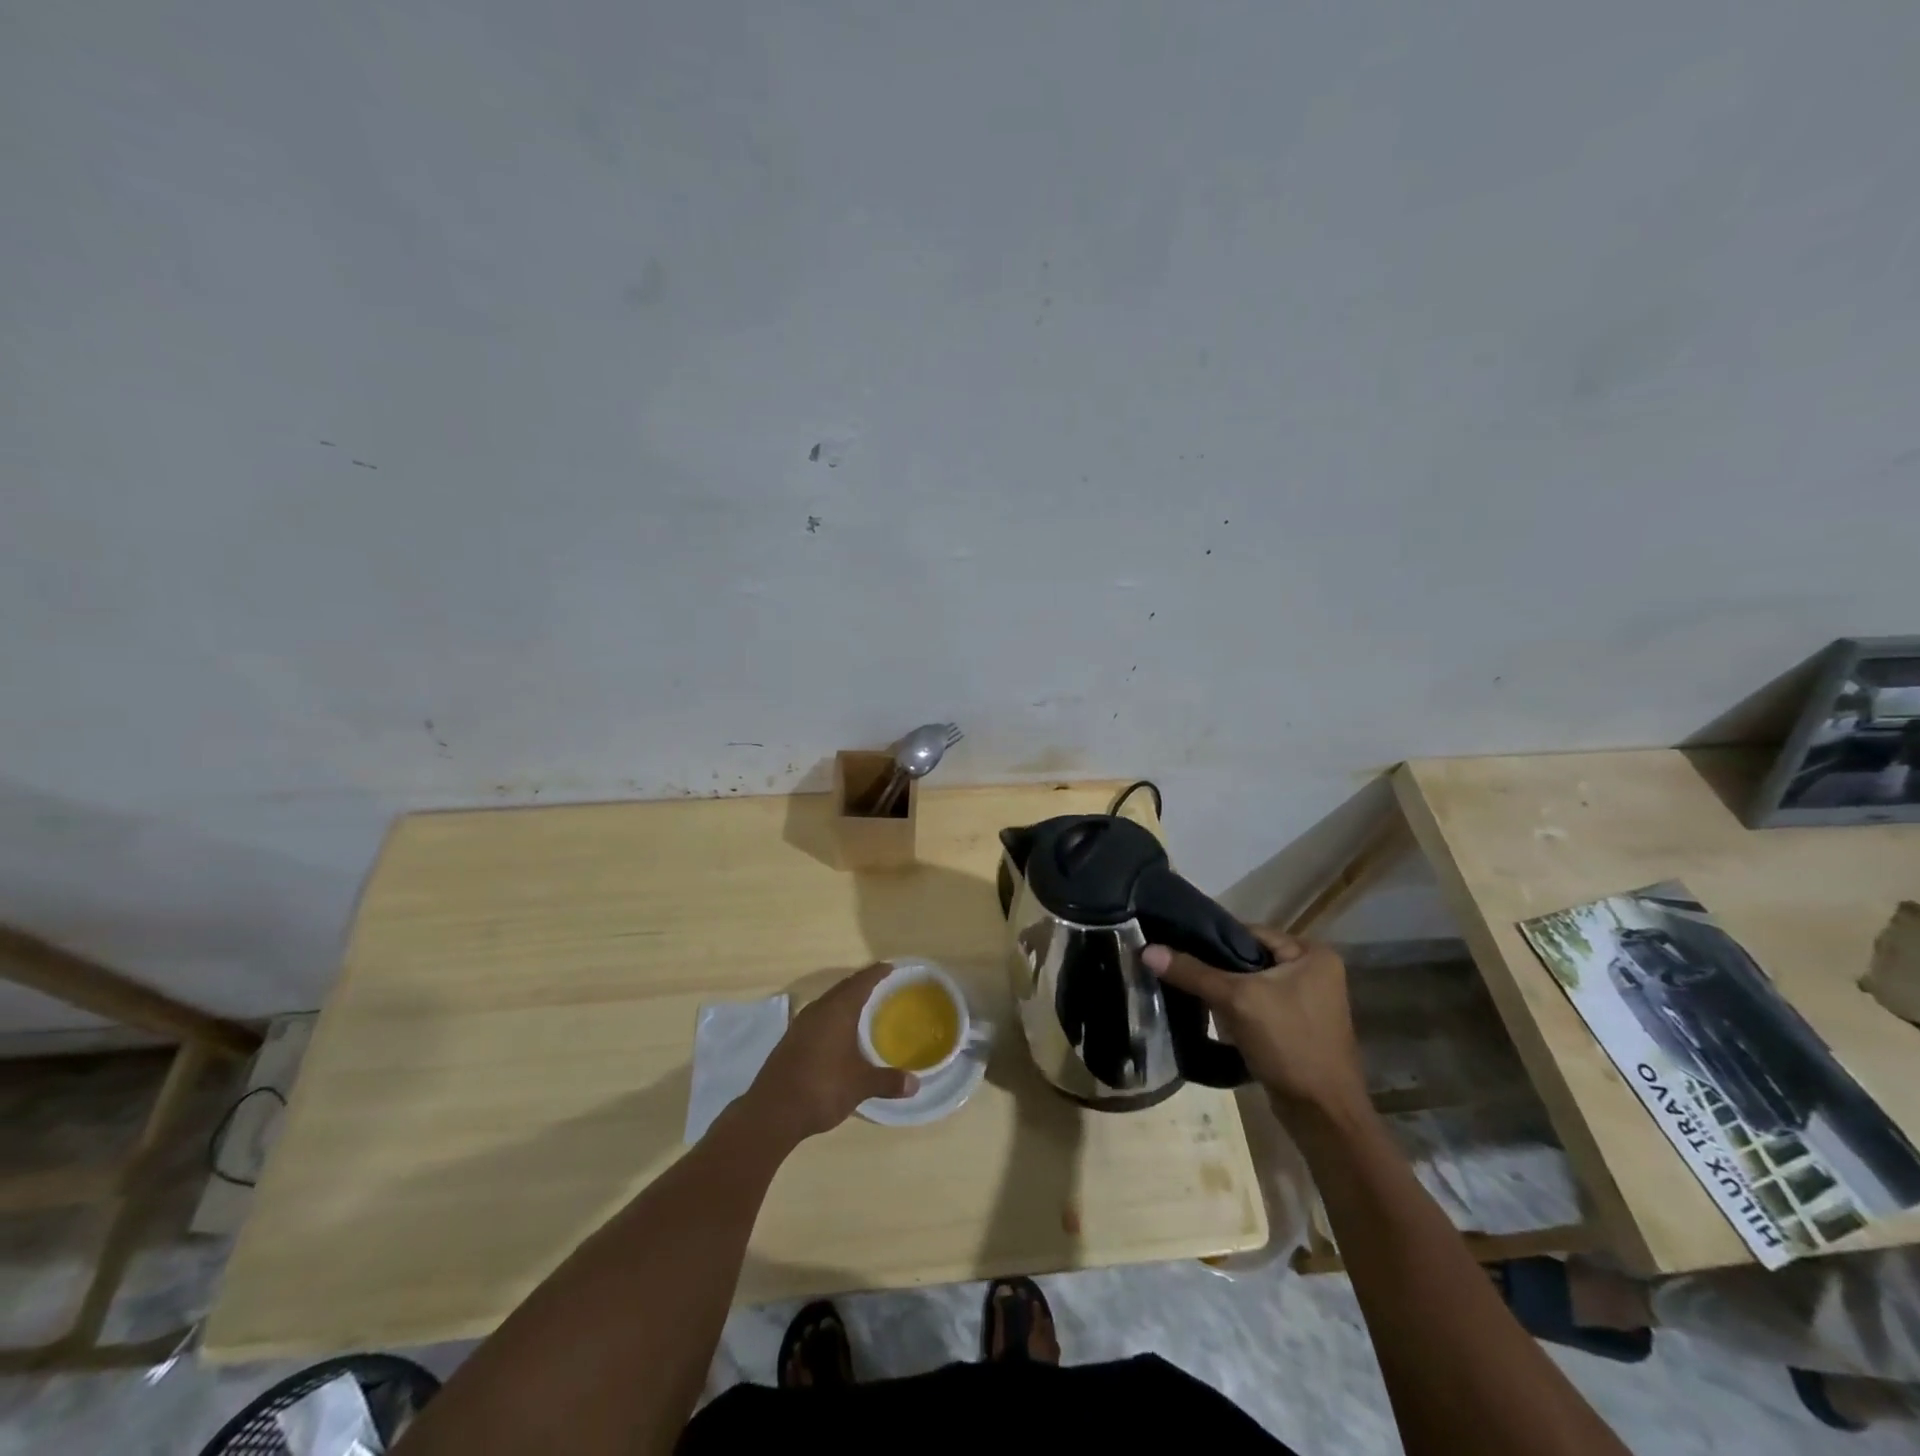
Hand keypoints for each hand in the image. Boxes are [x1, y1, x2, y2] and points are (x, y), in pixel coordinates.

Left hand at [742, 964, 916, 1143]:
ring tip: (862, 1005)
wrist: (772, 1112)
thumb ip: (888, 1081)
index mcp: (837, 1011)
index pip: (861, 982)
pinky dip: (832, 1016)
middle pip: (843, 988)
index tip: (890, 967)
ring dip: (844, 1000)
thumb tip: (915, 1084)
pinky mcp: (790, 1040)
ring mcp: (800, 1025)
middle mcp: (818, 1010)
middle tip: (881, 984)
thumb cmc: (821, 1088)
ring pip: (828, 1002)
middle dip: (861, 984)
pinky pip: (818, 1017)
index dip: (876, 973)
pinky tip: (838, 1032)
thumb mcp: (860, 1085)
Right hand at [1143, 929, 1368, 1120]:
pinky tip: (1214, 1020)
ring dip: (1225, 992)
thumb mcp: (1237, 1000)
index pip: (1249, 933)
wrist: (1322, 1115)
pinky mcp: (1299, 1028)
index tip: (1178, 948)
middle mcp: (1315, 972)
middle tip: (1181, 973)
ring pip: (1252, 985)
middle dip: (1217, 969)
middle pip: (1250, 959)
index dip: (1213, 940)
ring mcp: (1309, 1003)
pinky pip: (1260, 1007)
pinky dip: (1238, 1012)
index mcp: (1312, 954)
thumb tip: (1147, 950)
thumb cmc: (1288, 1044)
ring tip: (1191, 995)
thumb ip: (1193, 973)